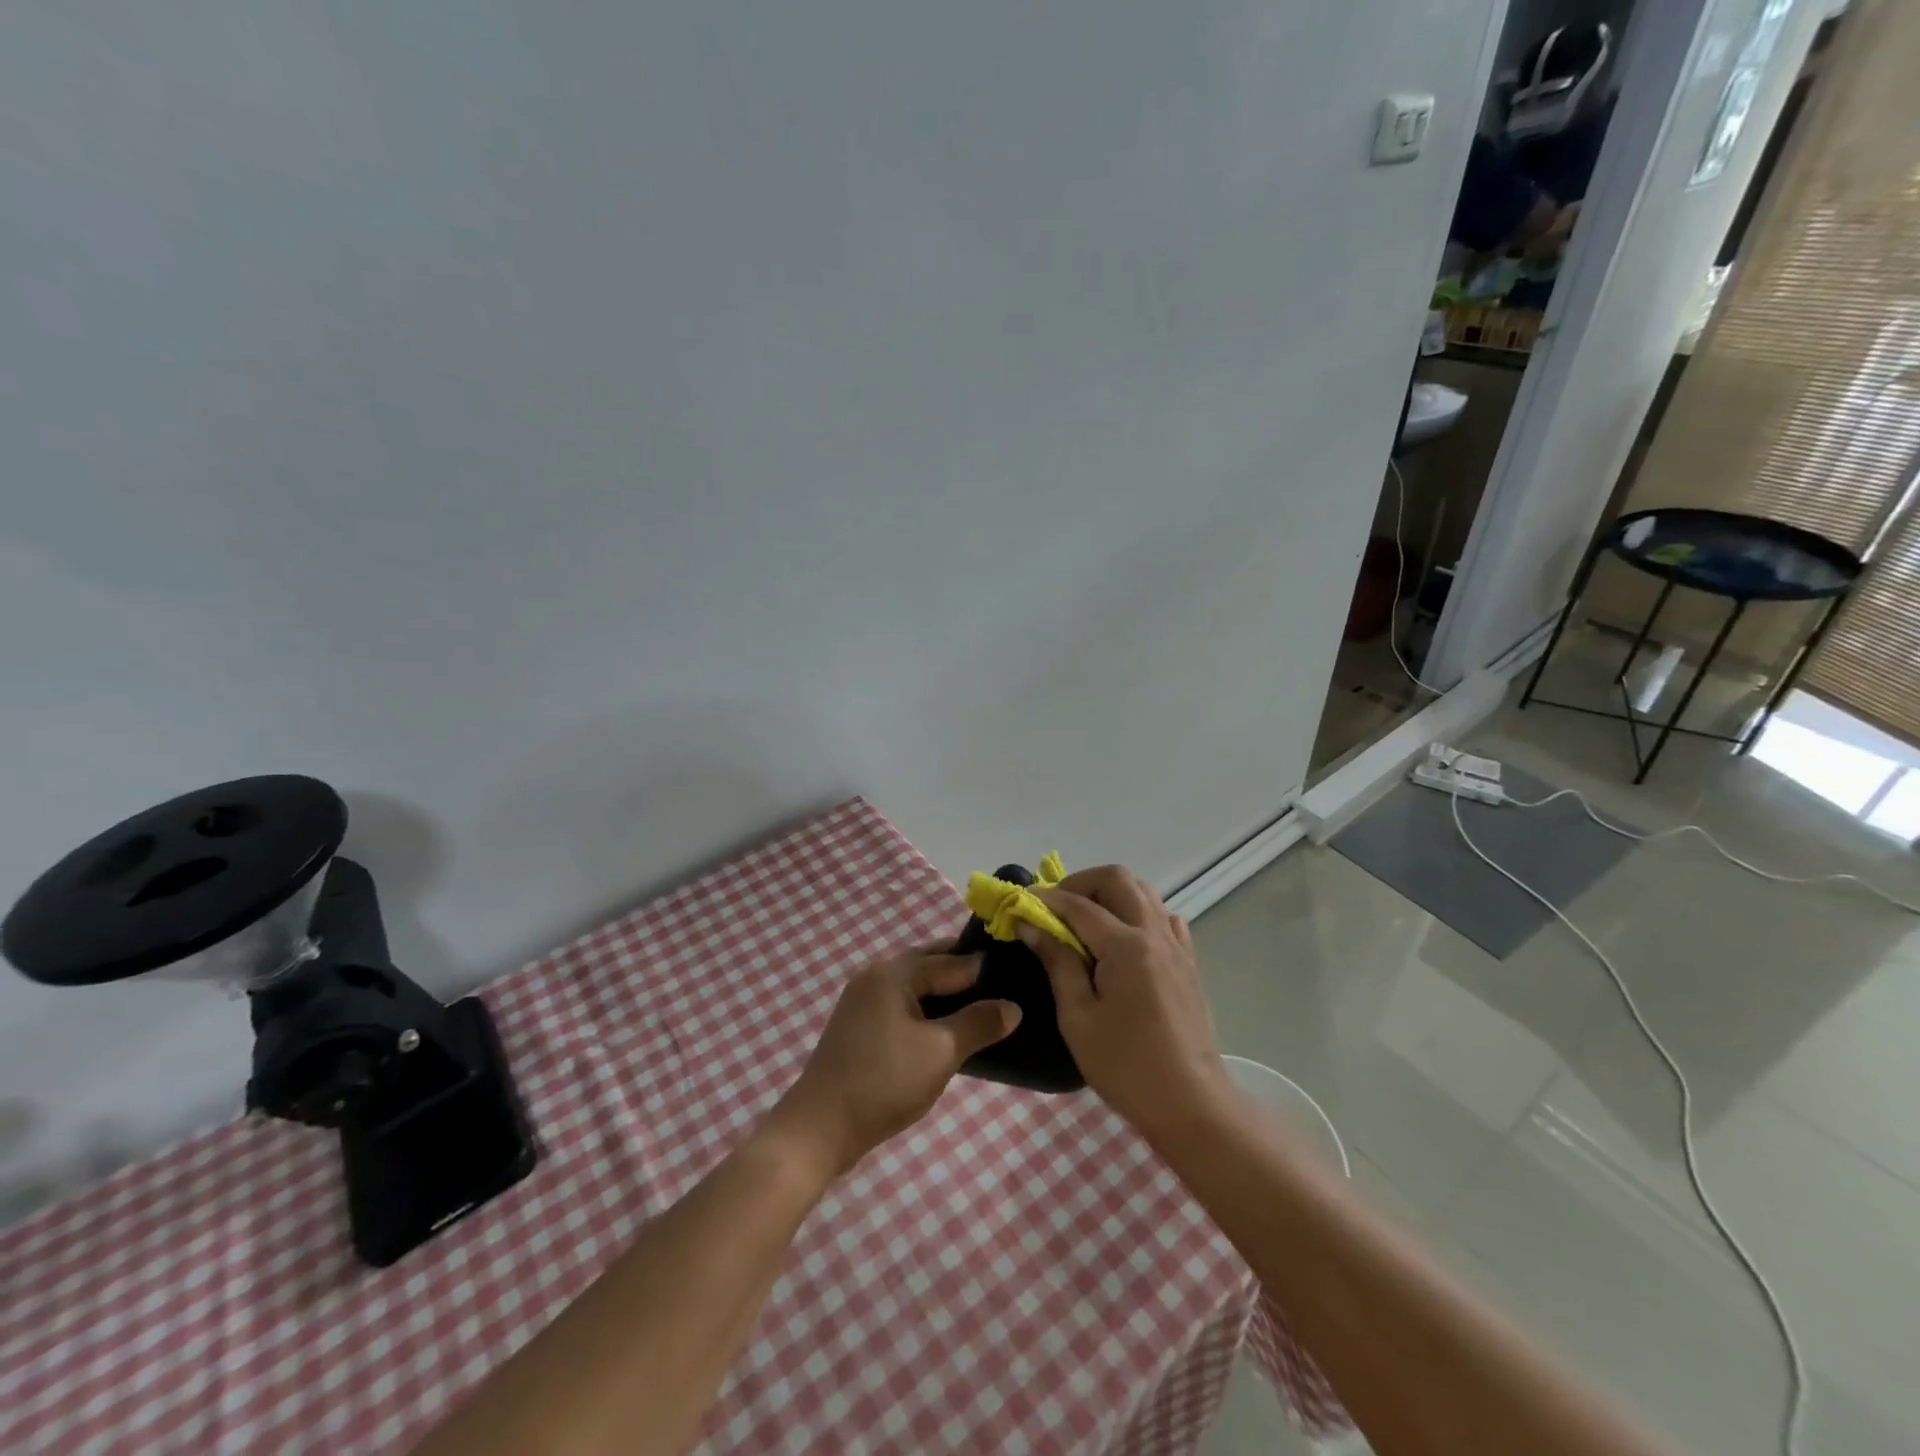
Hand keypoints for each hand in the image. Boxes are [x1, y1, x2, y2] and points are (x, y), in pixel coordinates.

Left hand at [770, 946, 1020, 1178]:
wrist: (819, 1128)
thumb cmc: (884, 1082)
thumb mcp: (941, 1053)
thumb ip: (978, 1024)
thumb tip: (1013, 1006)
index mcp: (893, 973)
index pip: (949, 959)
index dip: (983, 967)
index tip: (1015, 972)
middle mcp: (875, 976)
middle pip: (928, 963)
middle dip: (962, 972)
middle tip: (1001, 986)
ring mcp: (861, 1000)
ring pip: (913, 985)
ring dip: (943, 992)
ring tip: (979, 1008)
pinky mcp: (857, 1025)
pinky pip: (900, 1003)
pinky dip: (925, 1008)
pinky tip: (944, 1028)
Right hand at [1019, 866, 1229, 1140]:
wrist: (1191, 1103)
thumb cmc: (1126, 1066)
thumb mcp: (1078, 1018)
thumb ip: (1057, 963)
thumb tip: (1031, 925)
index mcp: (1126, 947)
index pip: (1079, 905)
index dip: (1046, 899)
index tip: (1020, 904)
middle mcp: (1154, 933)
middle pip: (1117, 879)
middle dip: (1081, 883)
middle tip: (1055, 908)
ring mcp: (1176, 945)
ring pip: (1143, 891)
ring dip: (1109, 893)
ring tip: (1084, 920)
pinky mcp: (1188, 961)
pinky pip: (1163, 916)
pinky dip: (1138, 912)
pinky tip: (1122, 938)